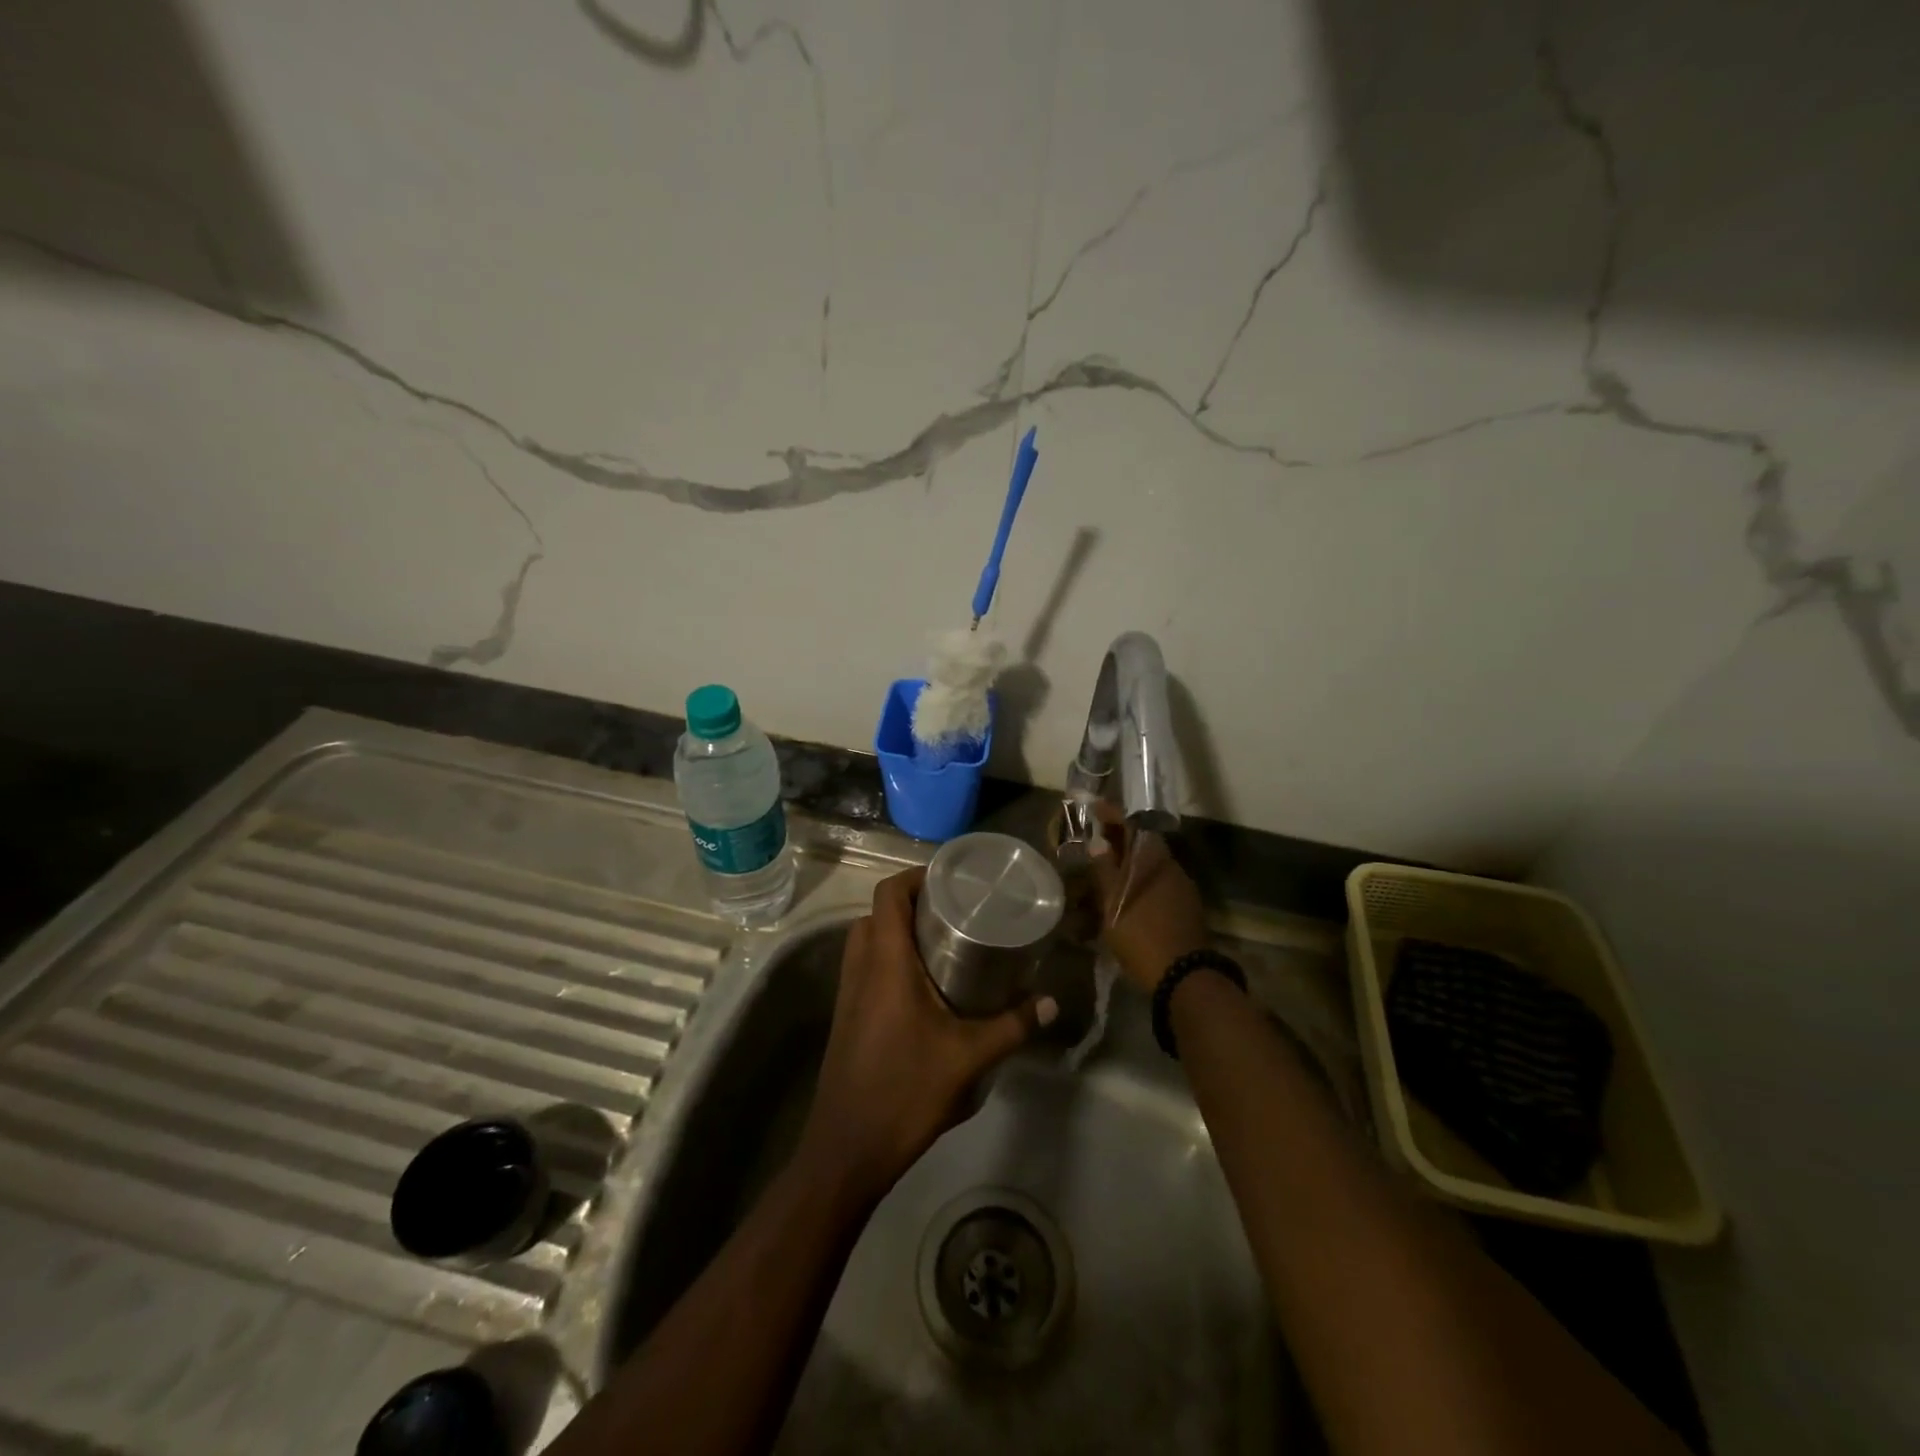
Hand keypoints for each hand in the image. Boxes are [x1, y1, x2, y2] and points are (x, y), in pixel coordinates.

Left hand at [797, 868, 1056, 1201]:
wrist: (847, 1149)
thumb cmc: (905, 1091)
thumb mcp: (968, 1058)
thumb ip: (1012, 1025)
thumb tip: (1053, 1003)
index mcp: (885, 961)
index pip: (889, 894)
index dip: (916, 877)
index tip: (952, 880)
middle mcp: (860, 966)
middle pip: (878, 912)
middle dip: (913, 903)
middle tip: (955, 911)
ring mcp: (848, 992)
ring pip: (867, 939)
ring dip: (898, 931)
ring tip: (945, 942)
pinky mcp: (847, 1015)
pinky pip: (865, 966)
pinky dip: (889, 958)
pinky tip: (925, 985)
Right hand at [1087, 802, 1208, 993]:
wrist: (1184, 978)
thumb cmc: (1142, 935)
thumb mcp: (1114, 903)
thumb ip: (1105, 870)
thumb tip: (1099, 841)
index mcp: (1154, 860)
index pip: (1133, 826)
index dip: (1113, 816)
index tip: (1095, 808)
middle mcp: (1172, 868)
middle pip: (1143, 846)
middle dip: (1120, 842)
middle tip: (1096, 843)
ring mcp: (1183, 890)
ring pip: (1151, 868)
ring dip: (1130, 866)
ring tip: (1107, 874)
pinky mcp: (1187, 910)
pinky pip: (1159, 886)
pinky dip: (1141, 884)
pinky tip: (1129, 898)